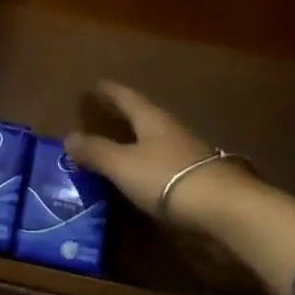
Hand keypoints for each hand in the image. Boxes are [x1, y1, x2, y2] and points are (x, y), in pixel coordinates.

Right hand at [65, 82, 241, 229]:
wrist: (225, 209)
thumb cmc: (167, 178)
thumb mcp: (123, 165)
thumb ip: (96, 152)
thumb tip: (69, 137)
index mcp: (152, 119)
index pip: (127, 98)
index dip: (110, 92)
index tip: (96, 85)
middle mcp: (171, 129)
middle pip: (144, 116)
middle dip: (125, 115)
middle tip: (106, 113)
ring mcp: (189, 153)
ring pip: (157, 140)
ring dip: (139, 141)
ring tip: (121, 145)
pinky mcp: (199, 178)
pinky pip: (166, 163)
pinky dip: (150, 164)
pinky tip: (145, 175)